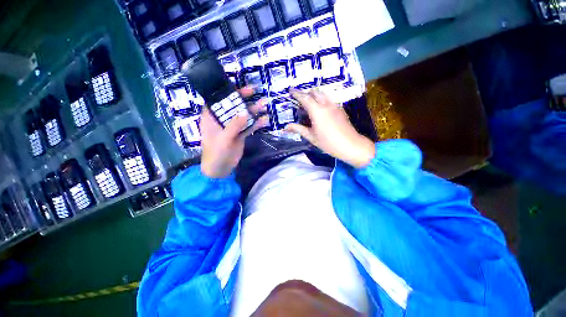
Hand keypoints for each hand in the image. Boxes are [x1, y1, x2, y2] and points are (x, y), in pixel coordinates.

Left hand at [200, 87, 267, 177]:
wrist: (221, 169)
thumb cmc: (216, 153)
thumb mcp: (224, 139)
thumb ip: (234, 125)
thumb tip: (246, 113)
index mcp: (211, 118)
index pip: (217, 100)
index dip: (226, 92)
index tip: (237, 86)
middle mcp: (222, 120)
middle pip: (233, 106)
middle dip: (243, 98)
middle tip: (254, 91)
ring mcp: (232, 127)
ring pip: (243, 116)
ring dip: (253, 110)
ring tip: (264, 104)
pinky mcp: (240, 134)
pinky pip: (249, 127)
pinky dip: (257, 123)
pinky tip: (265, 120)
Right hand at [286, 89, 374, 168]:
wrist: (350, 145)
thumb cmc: (328, 143)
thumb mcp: (311, 137)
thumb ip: (298, 129)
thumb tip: (285, 127)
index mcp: (317, 111)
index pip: (305, 98)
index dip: (296, 93)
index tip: (290, 90)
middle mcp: (326, 105)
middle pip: (315, 92)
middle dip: (306, 92)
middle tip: (299, 98)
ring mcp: (335, 106)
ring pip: (323, 94)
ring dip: (315, 94)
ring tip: (309, 102)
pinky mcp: (340, 109)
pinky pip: (329, 99)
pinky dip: (322, 99)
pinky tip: (321, 109)